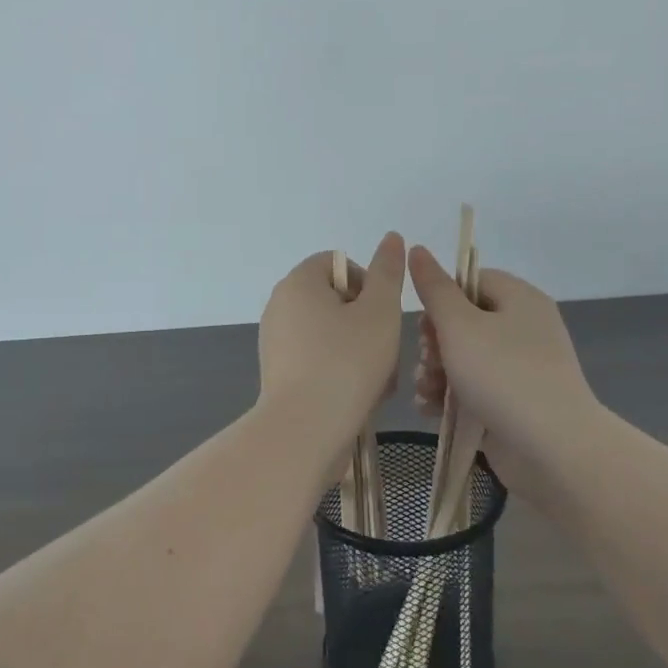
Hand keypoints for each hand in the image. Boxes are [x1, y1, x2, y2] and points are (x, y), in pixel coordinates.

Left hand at [258, 233, 405, 426]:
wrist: (304, 430)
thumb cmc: (347, 362)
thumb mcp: (380, 312)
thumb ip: (388, 272)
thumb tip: (392, 237)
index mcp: (298, 282)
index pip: (337, 263)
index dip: (367, 283)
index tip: (382, 315)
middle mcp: (280, 306)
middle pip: (335, 300)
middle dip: (366, 323)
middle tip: (386, 352)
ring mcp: (276, 342)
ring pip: (331, 334)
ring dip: (360, 351)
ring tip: (379, 382)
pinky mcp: (278, 374)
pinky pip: (317, 360)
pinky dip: (340, 371)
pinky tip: (359, 398)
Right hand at [409, 245, 597, 461]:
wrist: (552, 448)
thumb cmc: (502, 374)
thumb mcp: (459, 326)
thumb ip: (434, 288)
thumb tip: (418, 249)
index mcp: (520, 299)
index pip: (473, 280)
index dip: (443, 296)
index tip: (424, 320)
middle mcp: (524, 329)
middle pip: (465, 321)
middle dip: (434, 341)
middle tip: (425, 359)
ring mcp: (521, 368)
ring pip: (465, 358)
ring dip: (436, 371)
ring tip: (424, 390)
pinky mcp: (514, 402)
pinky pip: (475, 388)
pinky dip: (451, 395)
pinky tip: (429, 409)